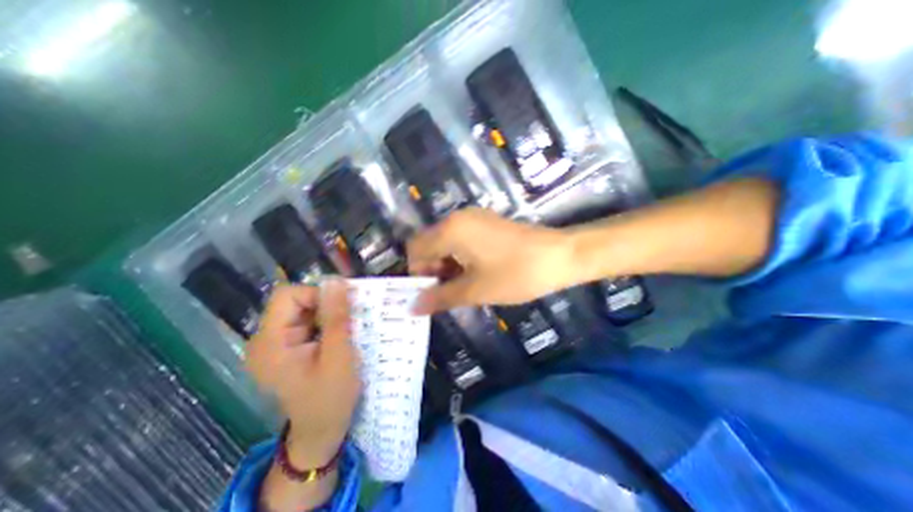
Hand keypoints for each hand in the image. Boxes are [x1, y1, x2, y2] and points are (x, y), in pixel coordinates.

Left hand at [247, 281, 360, 467]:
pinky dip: (327, 323)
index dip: (318, 294)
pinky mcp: (288, 348)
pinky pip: (308, 323)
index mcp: (270, 343)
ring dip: (330, 314)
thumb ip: (336, 317)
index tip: (344, 307)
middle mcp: (266, 339)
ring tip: (348, 329)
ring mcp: (277, 344)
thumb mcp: (339, 355)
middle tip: (350, 319)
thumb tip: (336, 280)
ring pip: (305, 311)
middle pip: (296, 302)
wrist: (321, 431)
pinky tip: (340, 336)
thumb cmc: (330, 397)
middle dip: (327, 305)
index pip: (288, 296)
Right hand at [411, 207, 573, 312]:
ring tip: (462, 285)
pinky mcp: (486, 223)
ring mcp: (474, 218)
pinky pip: (461, 239)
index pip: (415, 249)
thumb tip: (412, 308)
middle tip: (447, 292)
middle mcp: (457, 218)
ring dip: (446, 264)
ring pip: (445, 242)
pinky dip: (459, 257)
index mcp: (450, 230)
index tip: (431, 293)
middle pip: (429, 244)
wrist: (560, 256)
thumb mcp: (475, 290)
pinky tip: (474, 272)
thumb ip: (440, 297)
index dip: (417, 273)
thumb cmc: (515, 274)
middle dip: (432, 269)